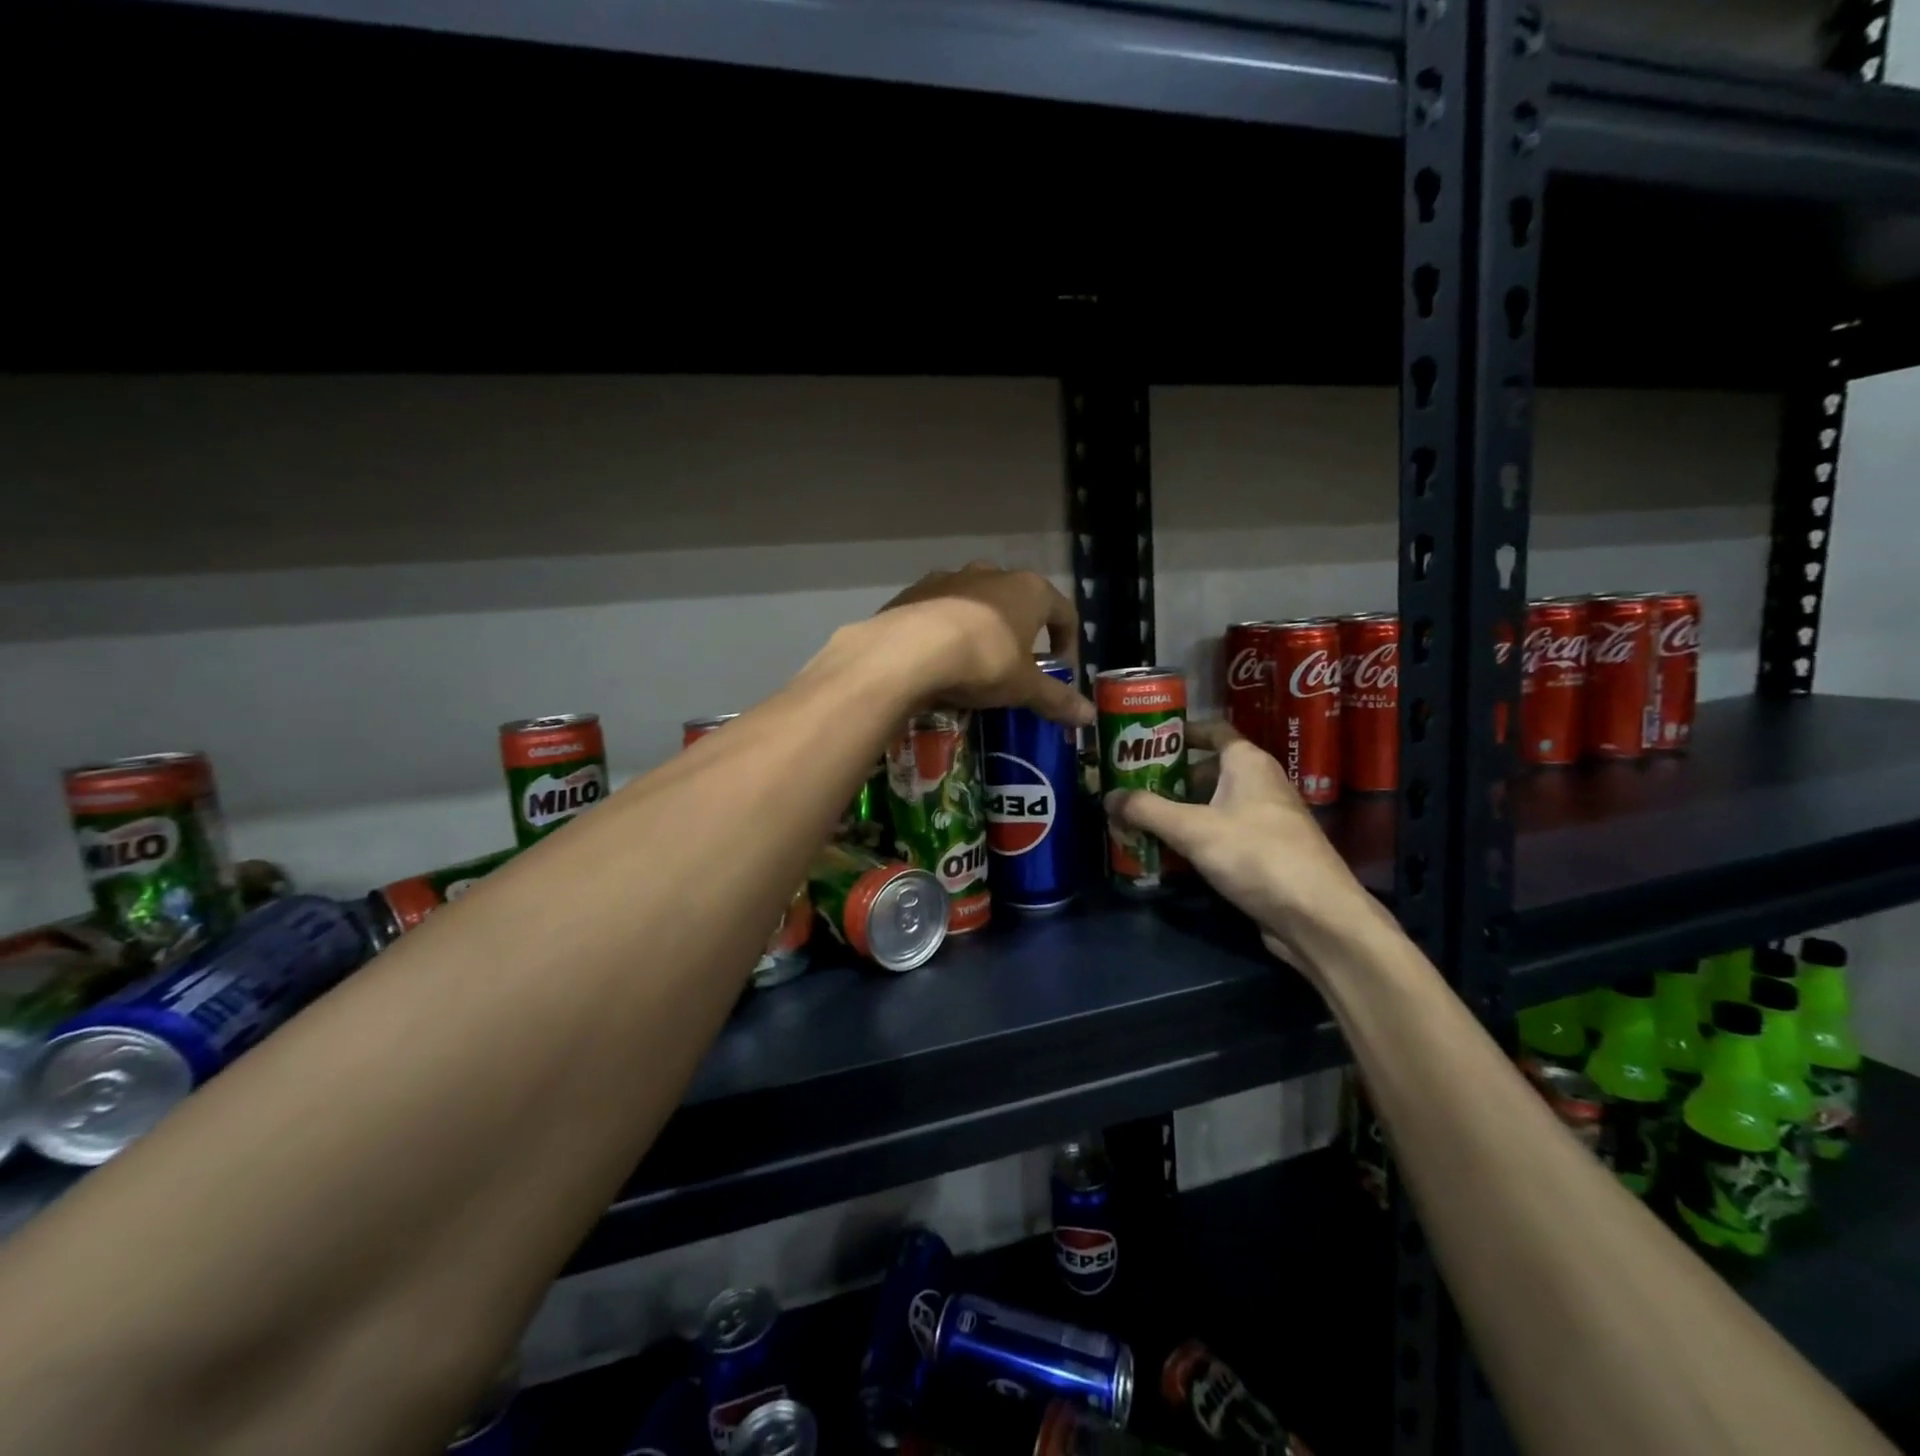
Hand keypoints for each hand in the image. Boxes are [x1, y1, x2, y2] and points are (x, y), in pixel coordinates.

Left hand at [877, 562, 1091, 726]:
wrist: (906, 651)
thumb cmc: (982, 661)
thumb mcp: (1023, 687)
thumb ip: (1056, 699)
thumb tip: (1089, 716)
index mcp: (1029, 589)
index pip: (1063, 612)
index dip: (1068, 643)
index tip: (1060, 671)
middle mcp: (992, 574)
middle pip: (1018, 602)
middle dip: (1021, 633)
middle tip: (1016, 667)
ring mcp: (949, 578)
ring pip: (975, 603)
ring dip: (981, 629)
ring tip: (973, 665)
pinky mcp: (914, 592)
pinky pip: (939, 612)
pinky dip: (945, 631)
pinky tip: (937, 661)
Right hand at [1105, 721, 1378, 968]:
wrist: (1316, 915)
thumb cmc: (1256, 854)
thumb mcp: (1193, 829)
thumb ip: (1147, 810)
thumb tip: (1107, 796)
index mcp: (1248, 763)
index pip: (1213, 731)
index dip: (1180, 731)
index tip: (1144, 740)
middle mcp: (1260, 783)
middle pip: (1208, 770)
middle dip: (1169, 778)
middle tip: (1130, 786)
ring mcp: (1265, 820)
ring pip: (1214, 805)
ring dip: (1180, 811)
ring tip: (1140, 819)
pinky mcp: (1266, 852)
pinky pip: (1223, 833)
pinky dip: (1197, 837)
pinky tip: (1169, 854)